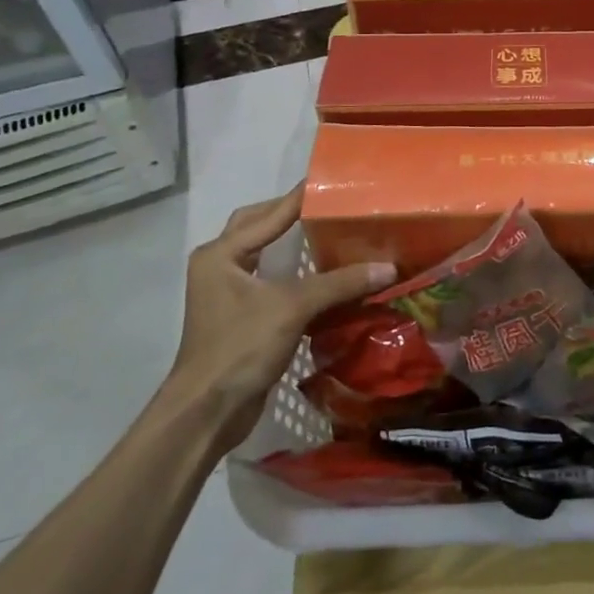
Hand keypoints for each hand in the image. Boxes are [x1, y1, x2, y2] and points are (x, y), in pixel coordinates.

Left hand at [164, 185, 395, 440]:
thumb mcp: (292, 308)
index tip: (333, 179)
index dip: (302, 197)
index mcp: (222, 253)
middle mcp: (219, 265)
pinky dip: (292, 273)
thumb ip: (339, 283)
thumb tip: (388, 268)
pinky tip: (321, 274)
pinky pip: (269, 280)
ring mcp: (226, 292)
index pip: (270, 213)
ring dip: (290, 243)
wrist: (205, 414)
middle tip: (328, 205)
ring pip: (263, 254)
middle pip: (258, 226)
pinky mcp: (238, 317)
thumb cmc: (240, 348)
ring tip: (329, 232)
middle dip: (290, 214)